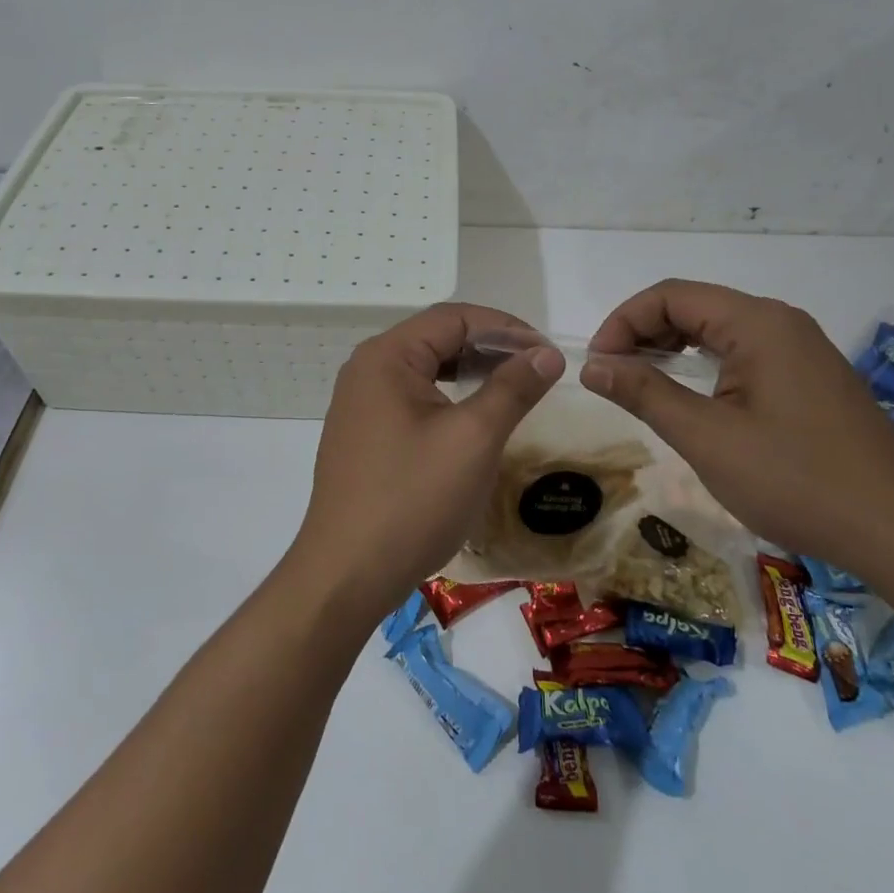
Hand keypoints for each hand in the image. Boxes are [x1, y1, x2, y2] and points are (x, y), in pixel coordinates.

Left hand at [290, 304, 564, 622]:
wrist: (346, 575)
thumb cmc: (413, 499)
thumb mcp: (473, 438)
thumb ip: (512, 388)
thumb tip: (546, 353)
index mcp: (386, 356)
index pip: (453, 318)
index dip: (506, 329)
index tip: (547, 353)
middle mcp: (367, 369)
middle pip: (437, 338)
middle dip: (490, 348)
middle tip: (536, 370)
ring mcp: (360, 403)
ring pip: (426, 369)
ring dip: (471, 373)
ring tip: (513, 389)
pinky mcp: (363, 434)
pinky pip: (412, 398)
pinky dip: (449, 398)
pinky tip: (473, 418)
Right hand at [582, 280, 893, 573]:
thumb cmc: (796, 480)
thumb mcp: (707, 438)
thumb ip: (645, 393)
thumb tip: (592, 365)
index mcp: (758, 323)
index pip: (672, 295)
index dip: (625, 321)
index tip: (599, 363)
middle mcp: (782, 323)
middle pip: (696, 306)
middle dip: (645, 333)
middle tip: (614, 376)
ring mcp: (803, 350)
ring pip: (720, 331)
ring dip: (674, 349)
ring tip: (643, 386)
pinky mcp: (813, 378)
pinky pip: (746, 353)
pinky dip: (706, 366)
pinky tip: (695, 398)